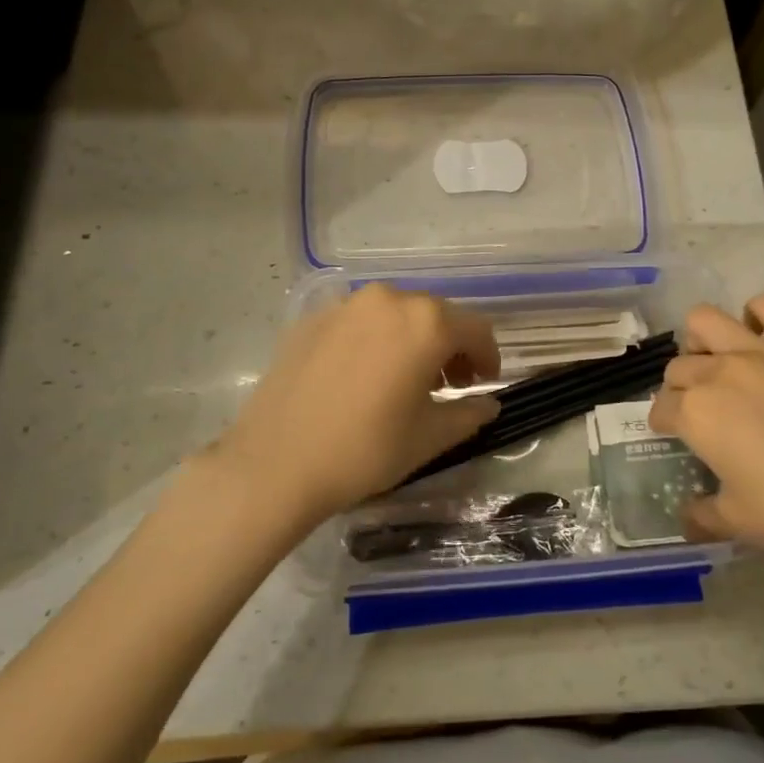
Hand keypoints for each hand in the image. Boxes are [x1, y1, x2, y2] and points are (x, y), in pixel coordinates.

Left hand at [209, 285, 500, 521]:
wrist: (274, 463)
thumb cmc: (365, 450)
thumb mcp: (429, 437)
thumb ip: (469, 414)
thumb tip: (489, 404)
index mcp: (426, 323)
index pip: (476, 329)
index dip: (488, 357)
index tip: (483, 384)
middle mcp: (388, 300)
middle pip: (436, 315)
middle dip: (450, 347)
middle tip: (448, 384)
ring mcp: (346, 305)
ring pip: (396, 314)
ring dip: (413, 340)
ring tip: (405, 379)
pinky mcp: (312, 318)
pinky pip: (359, 321)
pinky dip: (375, 340)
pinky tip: (362, 376)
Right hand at [648, 296, 763, 584]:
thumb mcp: (739, 524)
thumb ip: (701, 516)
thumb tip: (686, 518)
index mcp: (696, 413)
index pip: (660, 408)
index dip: (663, 423)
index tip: (674, 435)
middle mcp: (718, 372)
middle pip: (679, 366)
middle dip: (680, 387)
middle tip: (701, 410)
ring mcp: (760, 351)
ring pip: (705, 320)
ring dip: (701, 341)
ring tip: (718, 363)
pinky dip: (757, 315)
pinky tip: (762, 338)